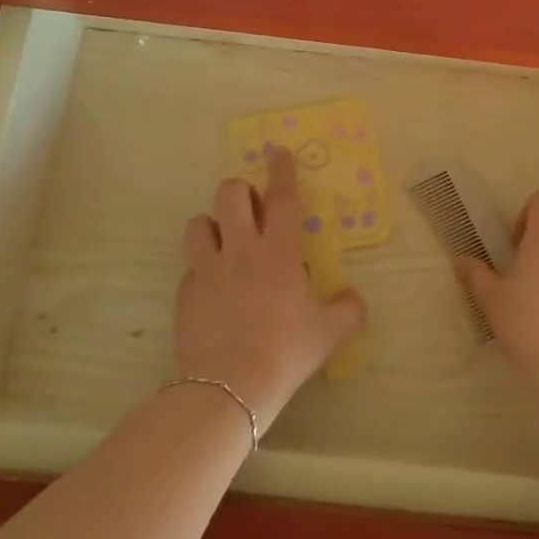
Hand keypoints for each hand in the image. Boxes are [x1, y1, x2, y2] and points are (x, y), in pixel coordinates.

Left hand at [175, 145, 365, 430]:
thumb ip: (348, 309)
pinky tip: (213, 288)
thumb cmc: (286, 350)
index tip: (278, 151)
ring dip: (213, 224)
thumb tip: (353, 300)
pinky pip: (190, 266)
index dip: (281, 170)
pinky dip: (202, 268)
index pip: (281, 196)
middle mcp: (240, 249)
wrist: (230, 386)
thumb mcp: (330, 333)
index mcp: (278, 250)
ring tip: (225, 241)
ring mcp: (207, 269)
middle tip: (253, 207)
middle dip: (241, 190)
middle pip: (230, 194)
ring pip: (198, 223)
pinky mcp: (185, 292)